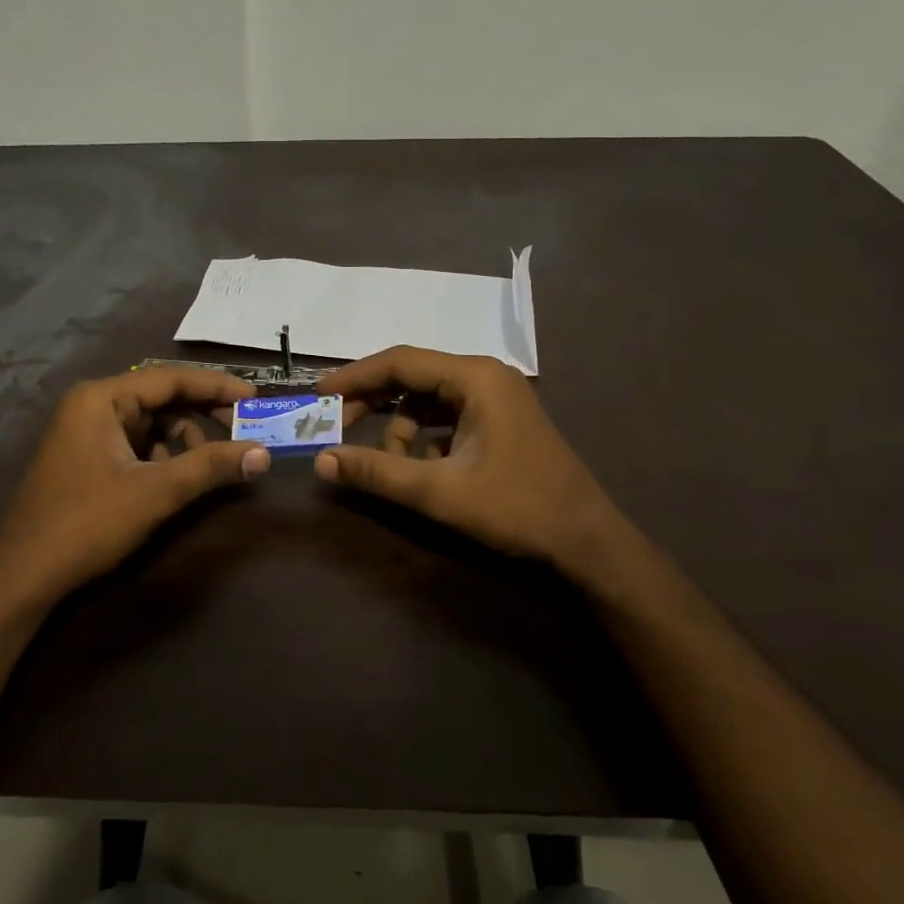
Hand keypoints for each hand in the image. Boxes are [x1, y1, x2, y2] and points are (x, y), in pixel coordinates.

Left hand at [0, 367, 270, 609]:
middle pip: (161, 398)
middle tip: (242, 432)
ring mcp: (86, 432)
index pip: (170, 378)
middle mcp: (92, 406)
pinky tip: (175, 481)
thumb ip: (210, 467)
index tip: (255, 399)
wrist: (24, 576)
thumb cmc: (87, 523)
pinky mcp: (87, 458)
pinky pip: (136, 444)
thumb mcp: (156, 492)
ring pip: (151, 423)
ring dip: (184, 440)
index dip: (216, 387)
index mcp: (101, 398)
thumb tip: (263, 453)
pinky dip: (163, 457)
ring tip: (208, 466)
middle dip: (202, 416)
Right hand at [313, 346, 614, 572]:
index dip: (353, 377)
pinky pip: (446, 417)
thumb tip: (322, 461)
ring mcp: (495, 398)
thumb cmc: (516, 508)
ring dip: (399, 428)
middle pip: (411, 377)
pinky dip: (424, 439)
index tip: (317, 395)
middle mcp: (484, 376)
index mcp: (474, 377)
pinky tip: (420, 470)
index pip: (399, 362)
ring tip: (388, 466)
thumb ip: (377, 473)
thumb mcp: (439, 492)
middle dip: (372, 401)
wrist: (586, 541)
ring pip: (427, 400)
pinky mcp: (499, 420)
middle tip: (335, 426)